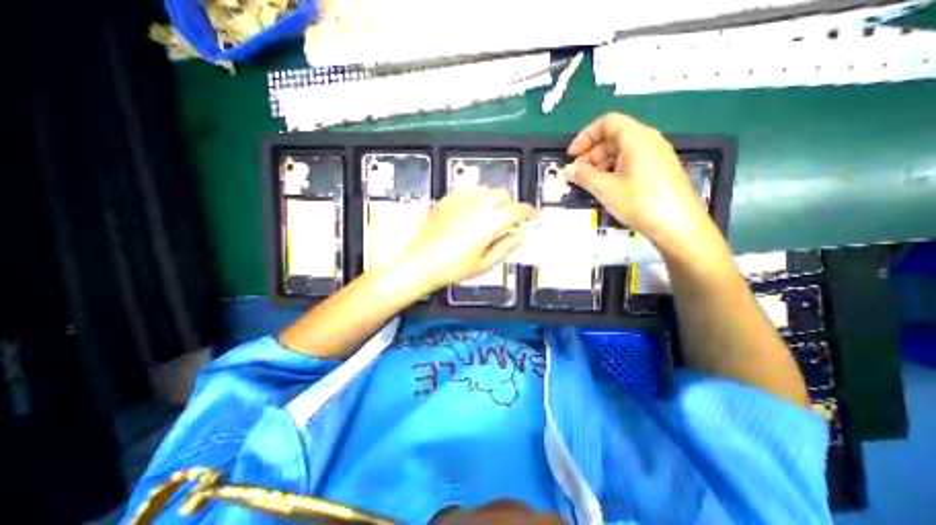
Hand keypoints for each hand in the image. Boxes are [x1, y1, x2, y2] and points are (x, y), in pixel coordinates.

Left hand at [400, 187, 532, 295]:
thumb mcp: (484, 264)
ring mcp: (458, 201)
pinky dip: (476, 197)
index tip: (531, 215)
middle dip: (509, 204)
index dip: (527, 212)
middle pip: (501, 194)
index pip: (515, 210)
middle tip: (508, 218)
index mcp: (487, 224)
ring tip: (490, 214)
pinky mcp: (446, 200)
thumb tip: (520, 235)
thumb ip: (506, 247)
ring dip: (493, 199)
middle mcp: (474, 207)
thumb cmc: (451, 268)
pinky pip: (467, 190)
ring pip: (485, 189)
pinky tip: (472, 210)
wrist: (419, 263)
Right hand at [563, 113, 717, 251]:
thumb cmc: (639, 202)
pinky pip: (632, 161)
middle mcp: (648, 140)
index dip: (585, 136)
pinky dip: (614, 169)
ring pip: (622, 150)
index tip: (571, 155)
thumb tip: (568, 168)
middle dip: (591, 152)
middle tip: (577, 173)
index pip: (607, 122)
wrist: (678, 226)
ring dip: (601, 162)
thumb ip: (584, 175)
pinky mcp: (659, 169)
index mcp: (636, 138)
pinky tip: (607, 186)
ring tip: (589, 182)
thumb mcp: (605, 188)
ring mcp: (656, 155)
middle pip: (614, 136)